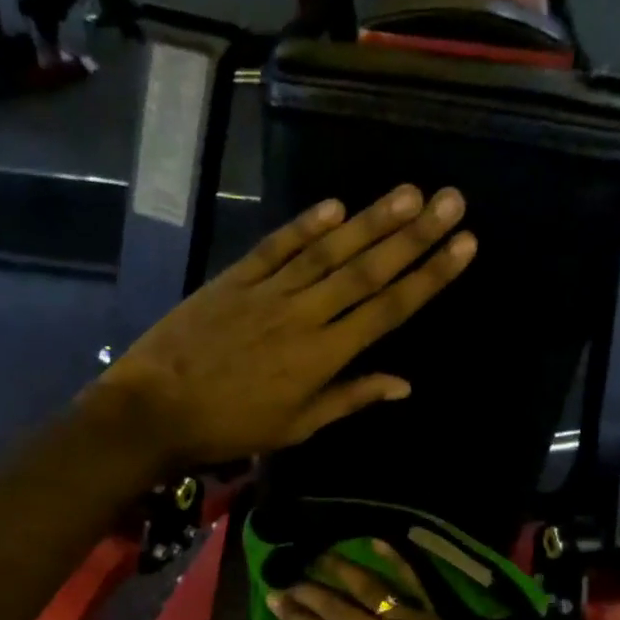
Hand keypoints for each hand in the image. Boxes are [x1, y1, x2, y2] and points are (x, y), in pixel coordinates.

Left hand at [89, 186, 475, 467]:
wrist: (155, 408)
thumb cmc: (230, 428)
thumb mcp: (296, 427)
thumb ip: (350, 398)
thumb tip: (404, 384)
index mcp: (322, 356)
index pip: (387, 310)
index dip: (428, 277)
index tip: (464, 246)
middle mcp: (304, 315)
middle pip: (367, 270)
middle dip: (414, 235)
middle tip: (451, 200)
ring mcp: (268, 291)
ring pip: (328, 251)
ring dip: (371, 221)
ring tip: (410, 192)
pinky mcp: (234, 279)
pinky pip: (276, 246)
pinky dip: (305, 224)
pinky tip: (336, 205)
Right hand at [269, 541, 529, 619]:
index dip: (293, 616)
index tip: (273, 598)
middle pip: (334, 606)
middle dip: (307, 590)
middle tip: (286, 575)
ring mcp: (406, 617)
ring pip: (366, 586)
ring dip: (340, 569)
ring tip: (320, 553)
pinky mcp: (432, 611)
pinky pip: (412, 579)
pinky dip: (395, 558)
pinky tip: (377, 540)